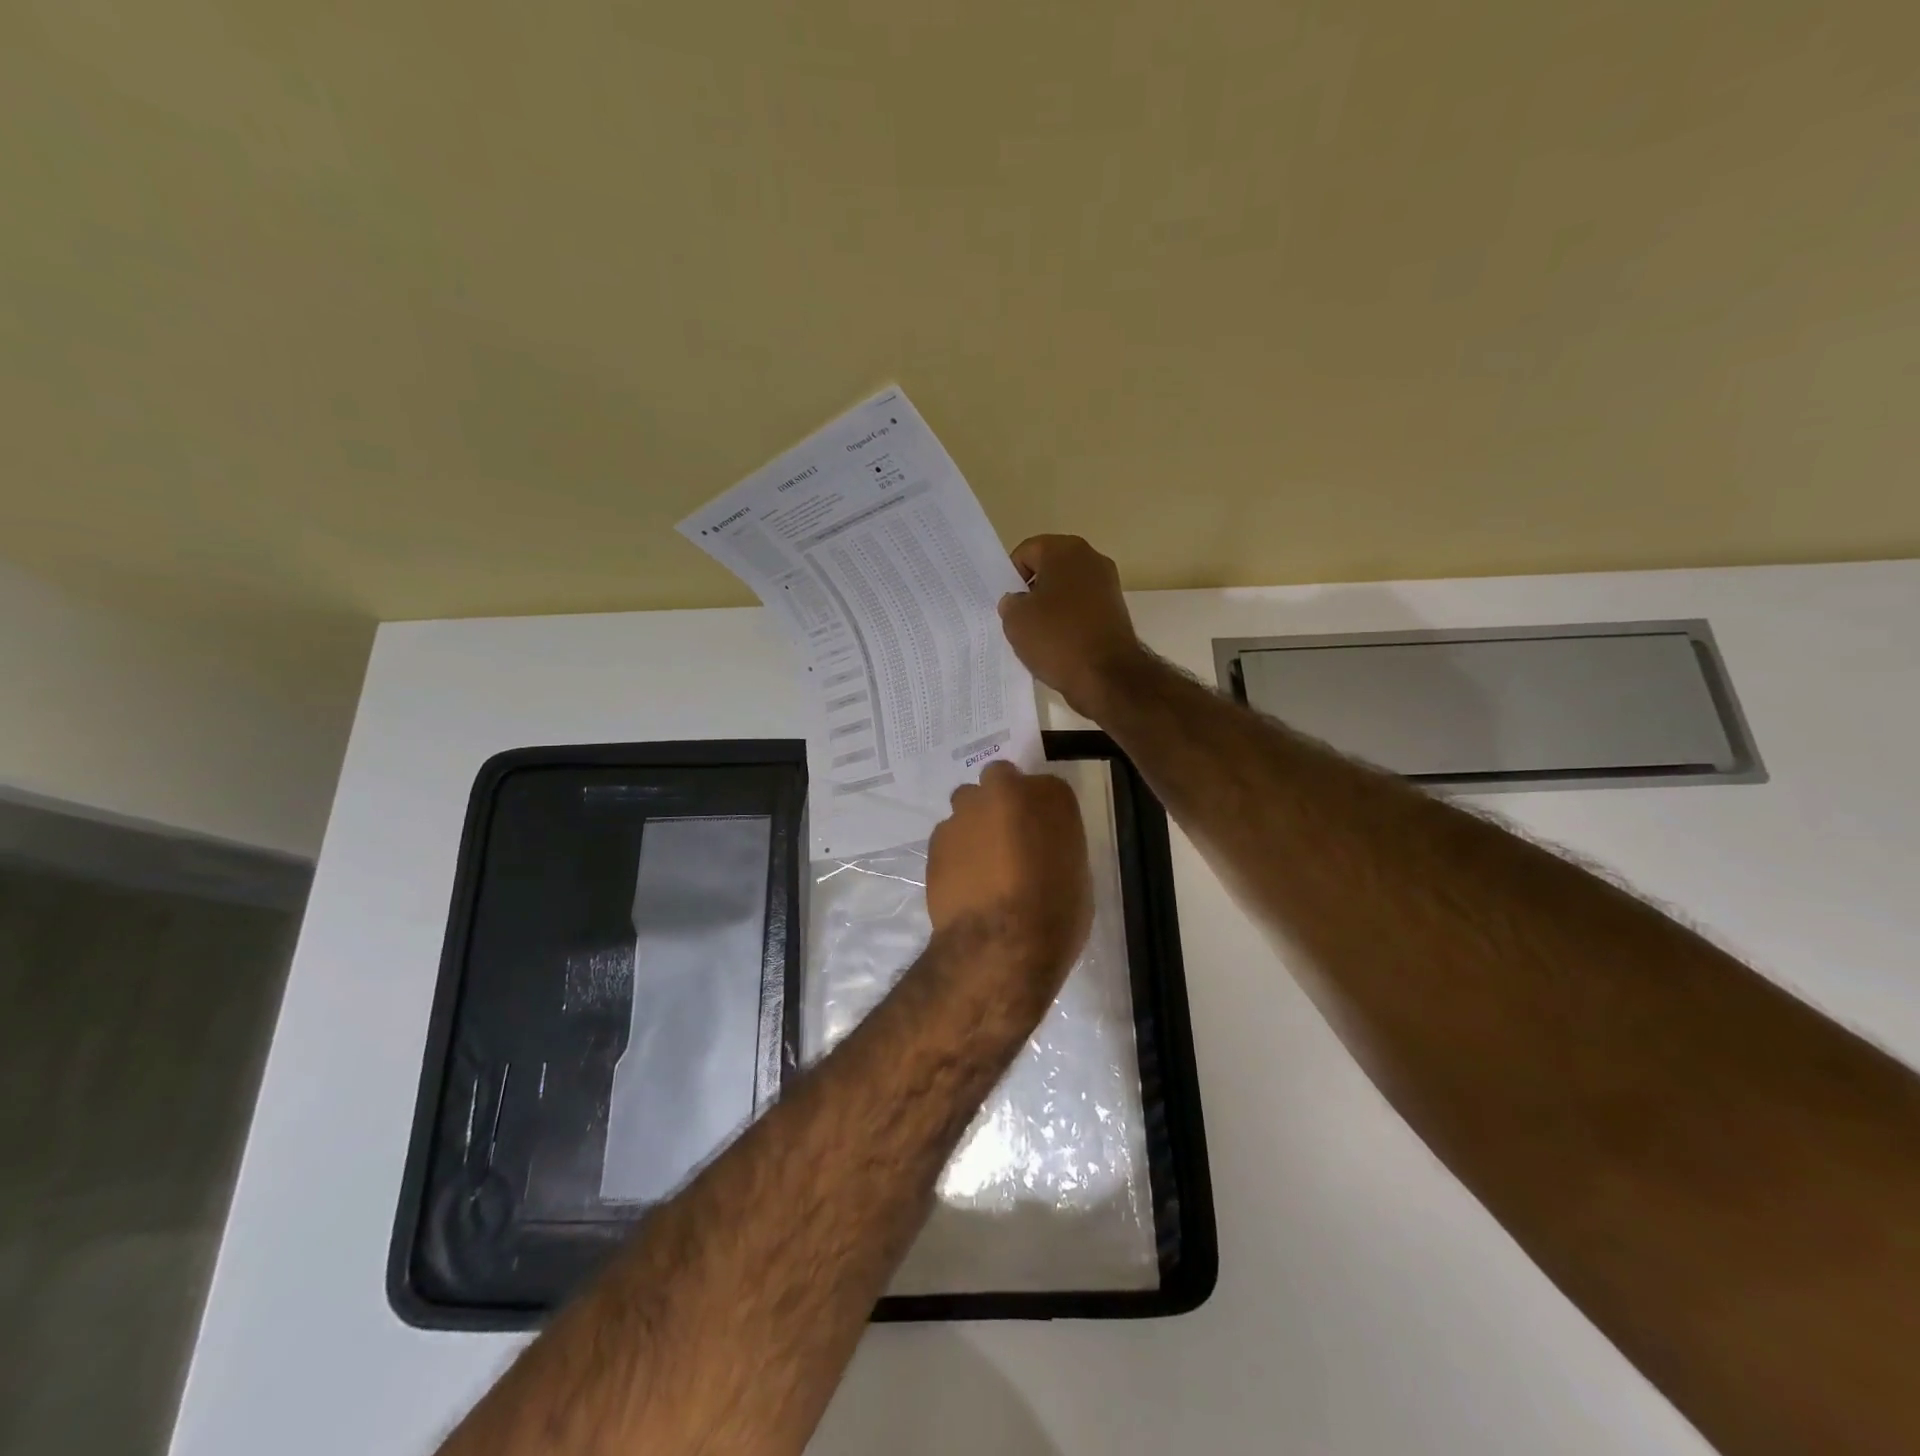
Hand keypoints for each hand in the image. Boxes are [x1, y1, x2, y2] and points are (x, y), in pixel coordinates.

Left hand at [926, 762, 1092, 1014]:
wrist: (1001, 944)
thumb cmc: (1056, 912)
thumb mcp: (1075, 873)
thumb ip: (1053, 845)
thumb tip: (1037, 850)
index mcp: (1049, 795)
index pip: (1045, 788)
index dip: (1040, 812)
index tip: (1041, 834)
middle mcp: (1004, 791)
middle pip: (999, 781)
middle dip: (1001, 801)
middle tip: (1008, 838)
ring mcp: (965, 812)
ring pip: (967, 805)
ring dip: (974, 823)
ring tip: (982, 863)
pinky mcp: (936, 838)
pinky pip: (948, 836)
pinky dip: (955, 851)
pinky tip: (963, 881)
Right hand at [998, 535, 1146, 718]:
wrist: (1107, 676)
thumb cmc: (1056, 638)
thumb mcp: (1015, 620)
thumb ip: (1010, 602)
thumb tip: (1019, 601)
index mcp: (1065, 550)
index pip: (1025, 553)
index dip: (1011, 578)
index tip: (1009, 605)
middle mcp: (1091, 558)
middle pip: (1049, 570)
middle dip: (1032, 592)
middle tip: (1020, 620)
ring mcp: (1108, 585)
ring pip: (1066, 591)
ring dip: (1051, 609)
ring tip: (1040, 637)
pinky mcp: (1116, 611)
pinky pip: (1082, 609)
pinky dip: (1069, 622)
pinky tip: (1060, 645)